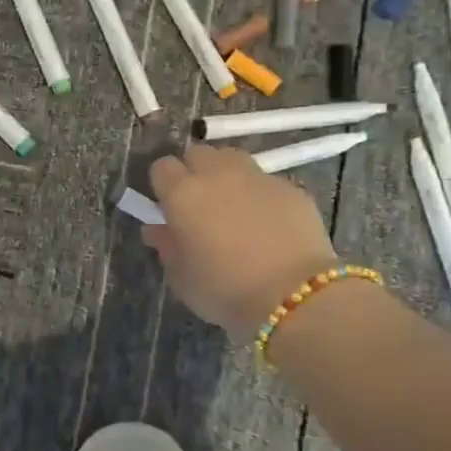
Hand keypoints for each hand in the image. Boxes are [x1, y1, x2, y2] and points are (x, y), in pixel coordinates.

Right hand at [143, 143, 340, 339]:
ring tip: (233, 205)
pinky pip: (266, 181)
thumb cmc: (225, 290)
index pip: (162, 167)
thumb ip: (166, 246)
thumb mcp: (182, 278)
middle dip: (194, 171)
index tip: (168, 207)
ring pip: (233, 159)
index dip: (163, 185)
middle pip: (198, 153)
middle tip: (199, 204)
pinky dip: (260, 194)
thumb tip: (157, 229)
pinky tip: (268, 223)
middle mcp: (218, 174)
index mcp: (183, 194)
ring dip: (226, 174)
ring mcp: (258, 178)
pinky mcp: (291, 188)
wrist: (294, 296)